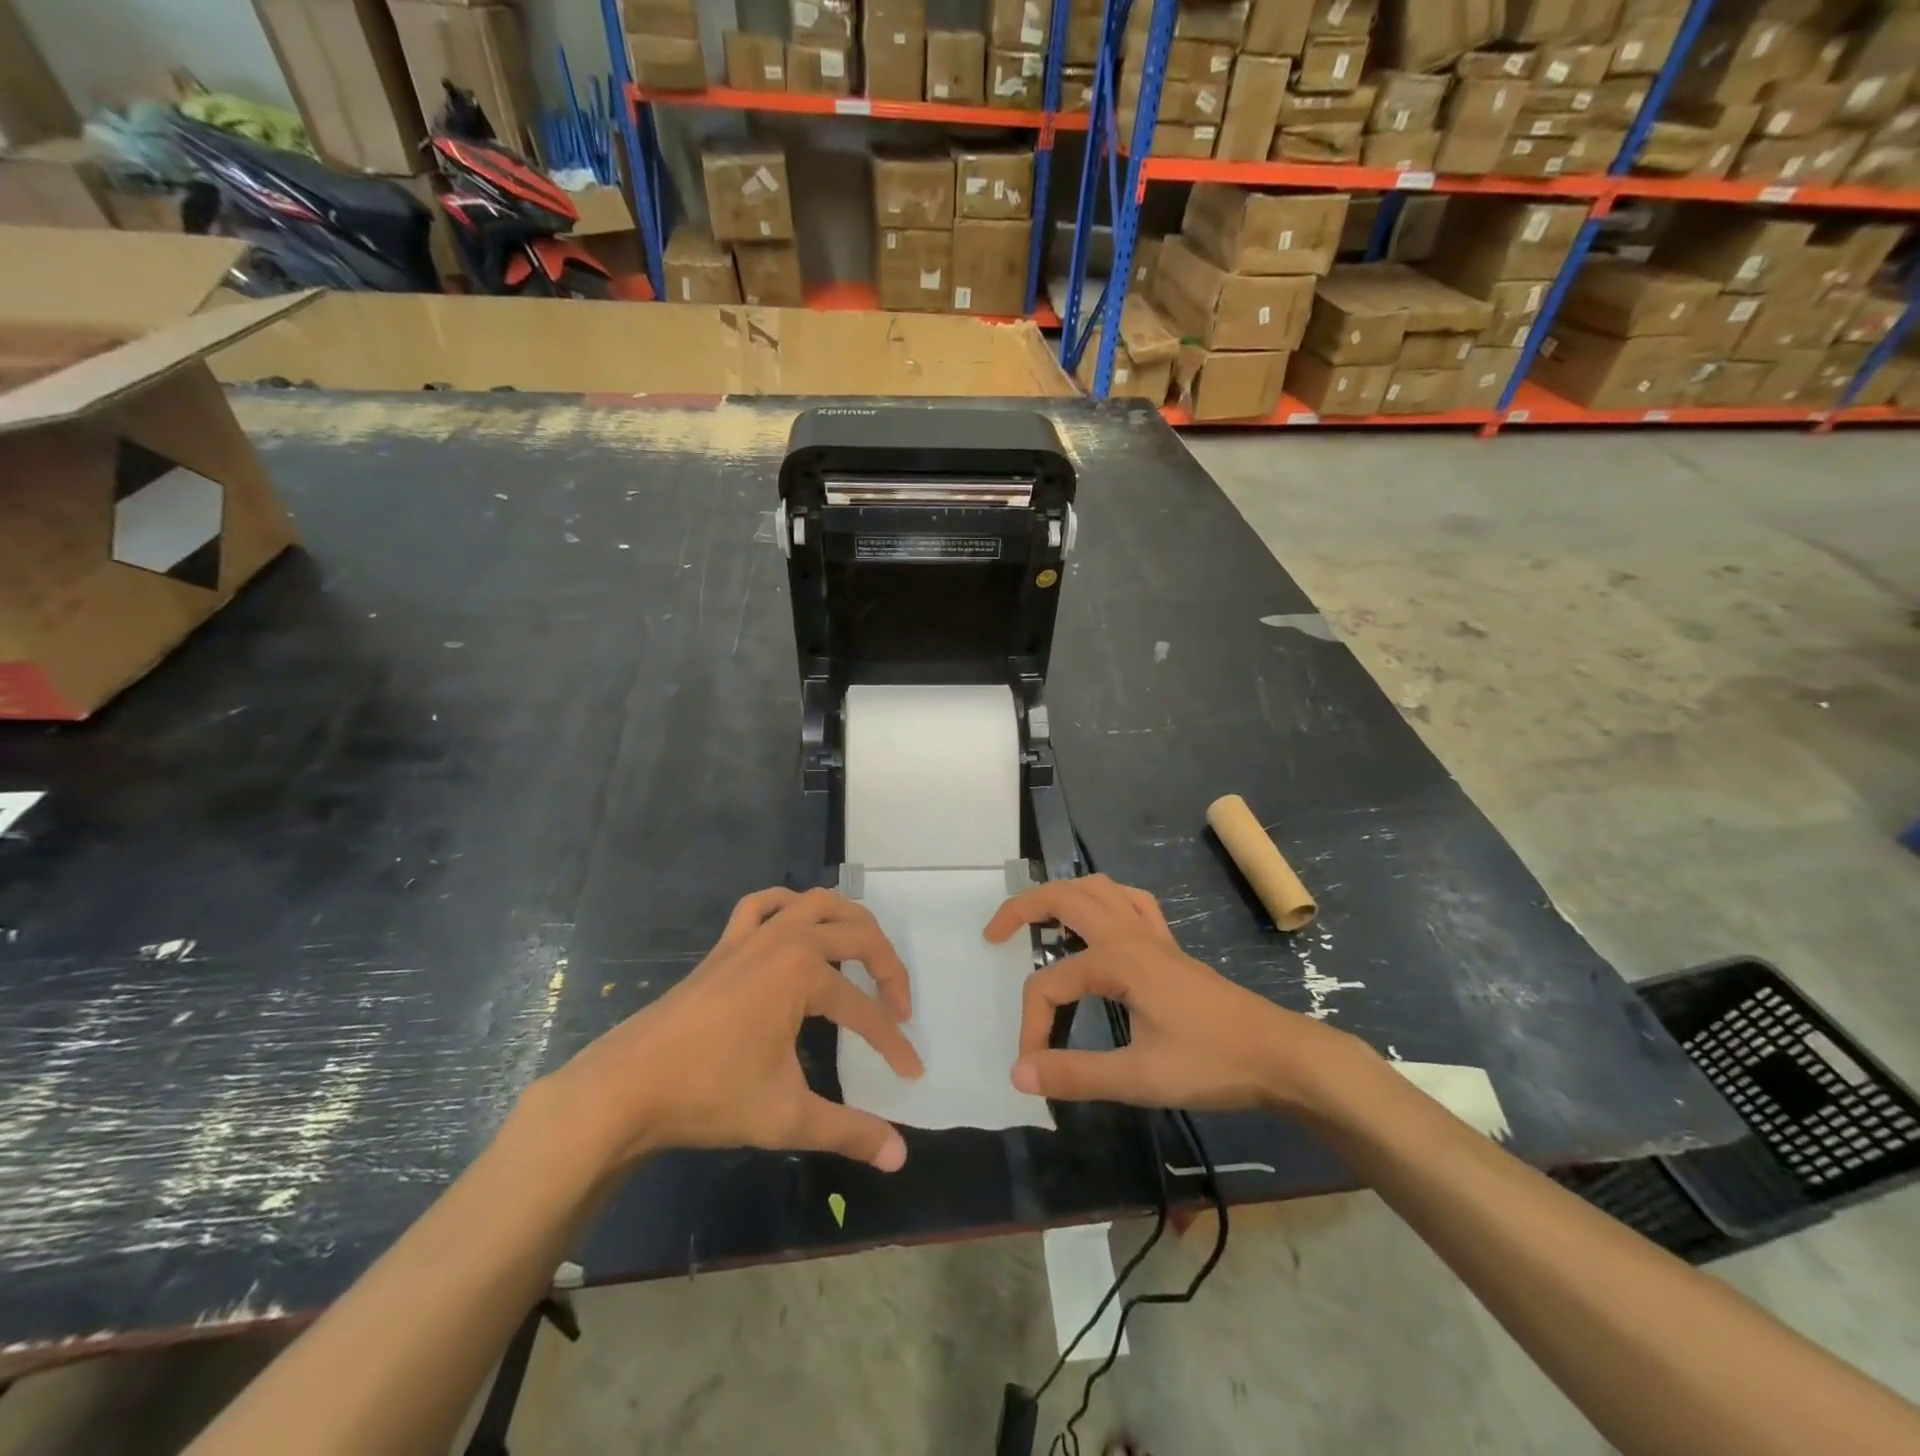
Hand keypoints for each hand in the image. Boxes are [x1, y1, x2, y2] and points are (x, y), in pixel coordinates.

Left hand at [545, 887, 923, 1172]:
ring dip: (849, 921)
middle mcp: (786, 940)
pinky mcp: (726, 944)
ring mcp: (753, 936)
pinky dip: (788, 904)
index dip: (892, 1042)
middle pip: (857, 935)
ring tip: (865, 953)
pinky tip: (797, 922)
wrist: (628, 1086)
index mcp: (804, 973)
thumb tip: (901, 1156)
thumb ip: (849, 1131)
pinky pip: (763, 903)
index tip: (911, 1073)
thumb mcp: (787, 1116)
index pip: (865, 1010)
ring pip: (816, 902)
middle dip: (888, 968)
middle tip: (898, 1007)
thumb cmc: (711, 1095)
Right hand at [986, 874, 1369, 1114]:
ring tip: (1040, 921)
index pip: (1051, 984)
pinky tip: (1102, 924)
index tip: (1032, 1066)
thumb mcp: (1140, 1076)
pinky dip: (1106, 901)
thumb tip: (1018, 1074)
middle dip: (1023, 907)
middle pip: (1066, 898)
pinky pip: (1132, 904)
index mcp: (1118, 961)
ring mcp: (1154, 936)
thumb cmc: (1213, 1063)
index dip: (1032, 1024)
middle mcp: (1131, 935)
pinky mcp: (1171, 948)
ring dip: (1064, 895)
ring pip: (1100, 889)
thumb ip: (1075, 1074)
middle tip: (995, 934)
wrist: (1281, 1055)